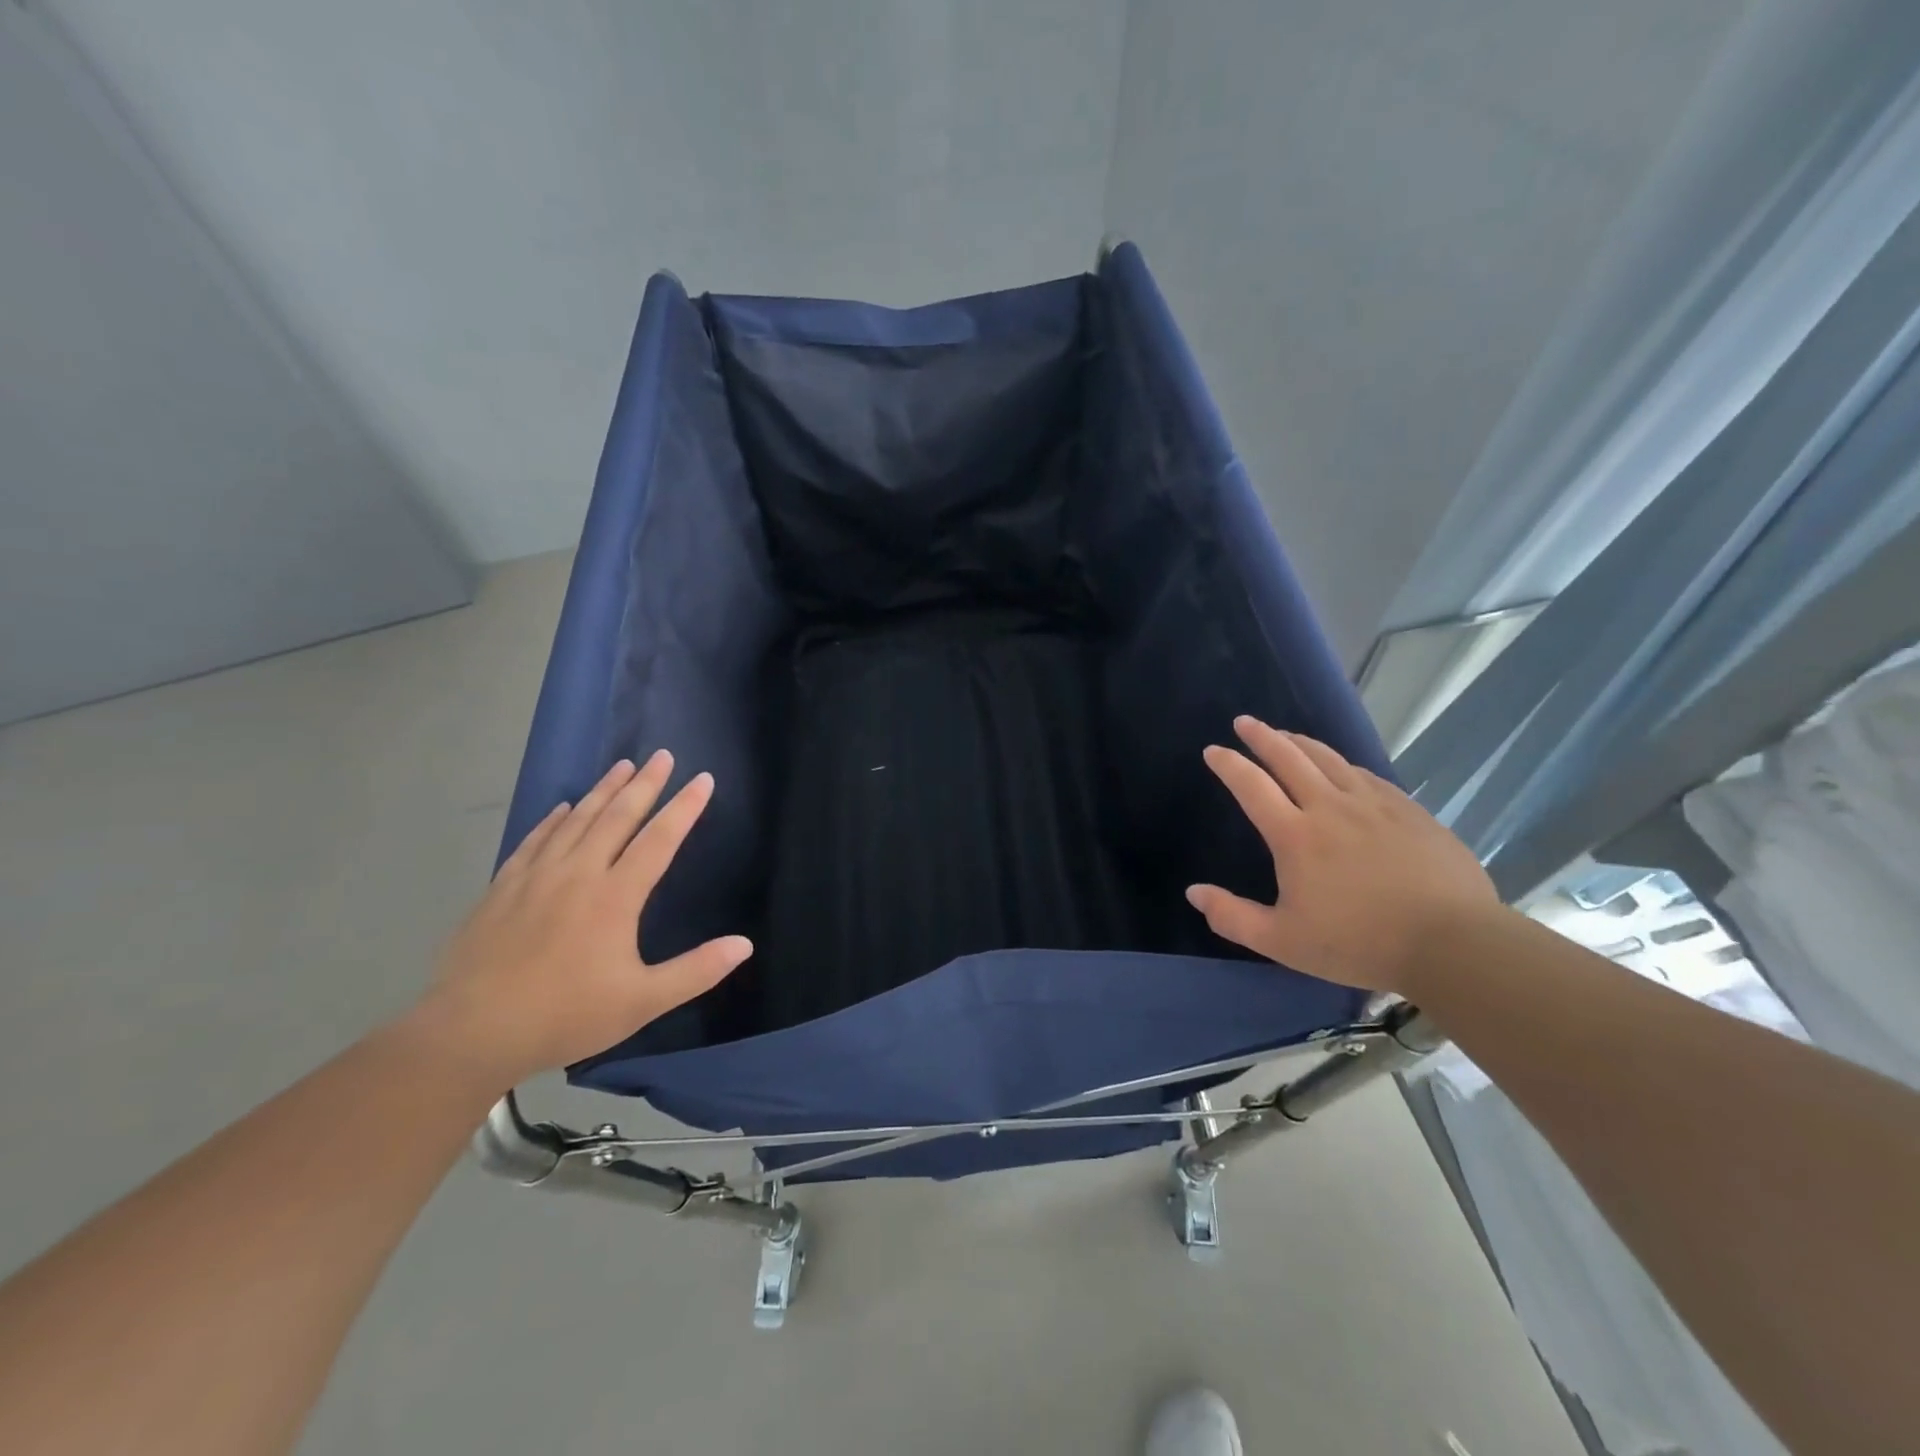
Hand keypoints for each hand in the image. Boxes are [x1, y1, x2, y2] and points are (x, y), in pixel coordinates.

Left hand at [410, 752, 751, 1087]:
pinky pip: (535, 840)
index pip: (659, 839)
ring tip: (622, 765)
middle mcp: (578, 874)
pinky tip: (563, 808)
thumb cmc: (565, 1015)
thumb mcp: (642, 1002)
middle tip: (663, 755)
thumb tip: (745, 945)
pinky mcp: (502, 888)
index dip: (684, 807)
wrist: (471, 1032)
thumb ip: (696, 971)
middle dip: (645, 784)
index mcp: (615, 897)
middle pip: (617, 817)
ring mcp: (536, 877)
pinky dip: (554, 819)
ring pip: (577, 820)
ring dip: (603, 790)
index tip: (703, 779)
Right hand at [1186, 717, 1498, 995]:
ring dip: (1301, 743)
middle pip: (1290, 758)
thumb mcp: (1283, 942)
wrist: (1453, 943)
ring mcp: (1374, 805)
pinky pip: (1367, 776)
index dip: (1229, 765)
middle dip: (1263, 737)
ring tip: (1287, 735)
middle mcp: (1330, 807)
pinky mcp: (1409, 812)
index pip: (1252, 786)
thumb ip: (1233, 917)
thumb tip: (1193, 892)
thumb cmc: (1360, 943)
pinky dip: (1343, 765)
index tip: (1213, 750)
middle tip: (1245, 722)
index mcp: (1296, 835)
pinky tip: (1343, 769)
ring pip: (1330, 759)